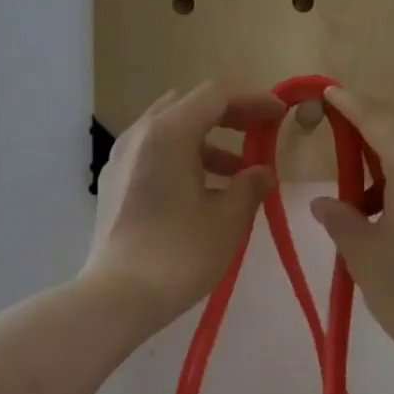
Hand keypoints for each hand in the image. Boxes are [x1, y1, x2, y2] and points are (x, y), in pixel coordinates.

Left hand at [86, 83, 285, 323]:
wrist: (117, 297)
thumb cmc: (180, 253)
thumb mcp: (228, 219)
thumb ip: (250, 187)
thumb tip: (261, 173)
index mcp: (169, 133)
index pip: (216, 96)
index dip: (253, 101)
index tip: (280, 116)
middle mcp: (140, 135)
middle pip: (189, 106)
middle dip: (228, 116)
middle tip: (258, 135)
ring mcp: (121, 159)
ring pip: (169, 131)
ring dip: (207, 142)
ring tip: (237, 174)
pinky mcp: (113, 184)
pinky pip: (154, 154)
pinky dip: (183, 159)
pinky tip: (203, 193)